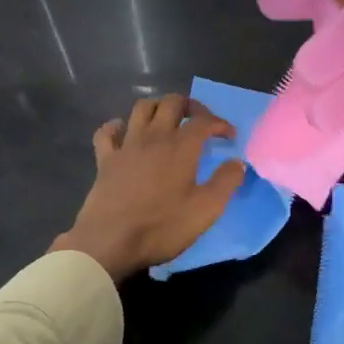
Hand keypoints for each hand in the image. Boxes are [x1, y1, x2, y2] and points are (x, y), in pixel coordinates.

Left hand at [51, 94, 247, 280]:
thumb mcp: (206, 210)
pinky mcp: (105, 159)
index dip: (220, 123)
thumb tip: (238, 162)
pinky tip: (123, 132)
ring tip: (167, 120)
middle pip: (172, 103)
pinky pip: (107, 132)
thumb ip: (226, 182)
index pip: (204, 121)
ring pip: (141, 108)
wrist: (109, 241)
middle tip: (200, 120)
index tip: (230, 136)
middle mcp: (154, 137)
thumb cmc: (162, 226)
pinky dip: (117, 126)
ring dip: (158, 107)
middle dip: (190, 105)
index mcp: (181, 147)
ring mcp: (126, 145)